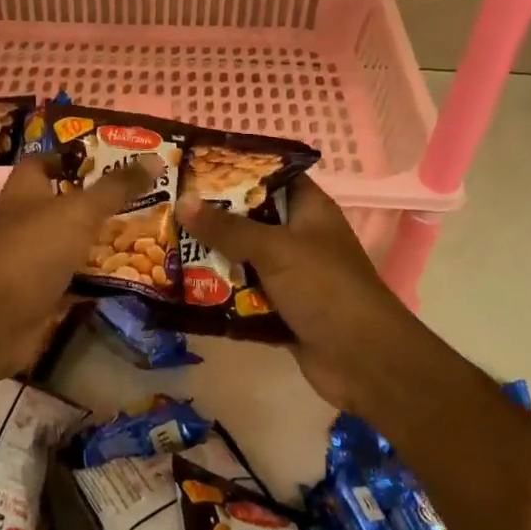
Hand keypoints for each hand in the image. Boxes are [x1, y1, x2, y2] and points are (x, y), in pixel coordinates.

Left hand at [0, 151, 161, 376]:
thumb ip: (116, 187)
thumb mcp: (80, 211)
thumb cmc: (34, 250)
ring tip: (144, 232)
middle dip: (98, 201)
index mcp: (24, 190)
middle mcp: (24, 220)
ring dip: (100, 240)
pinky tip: (130, 275)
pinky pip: (74, 278)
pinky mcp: (40, 292)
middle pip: (64, 203)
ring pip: (71, 242)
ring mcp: (30, 258)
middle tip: (141, 196)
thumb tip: (156, 158)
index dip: (73, 158)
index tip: (110, 159)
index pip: (44, 162)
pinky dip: (97, 278)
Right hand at [178, 174, 416, 412]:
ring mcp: (292, 277)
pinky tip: (183, 290)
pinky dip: (220, 296)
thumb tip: (183, 202)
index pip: (271, 176)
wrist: (364, 361)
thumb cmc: (325, 287)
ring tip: (166, 245)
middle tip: (168, 207)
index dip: (237, 169)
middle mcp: (300, 238)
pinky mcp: (283, 312)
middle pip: (251, 219)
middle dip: (213, 217)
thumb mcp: (274, 248)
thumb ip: (227, 227)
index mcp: (309, 210)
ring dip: (212, 258)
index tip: (195, 167)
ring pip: (244, 259)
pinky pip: (244, 296)